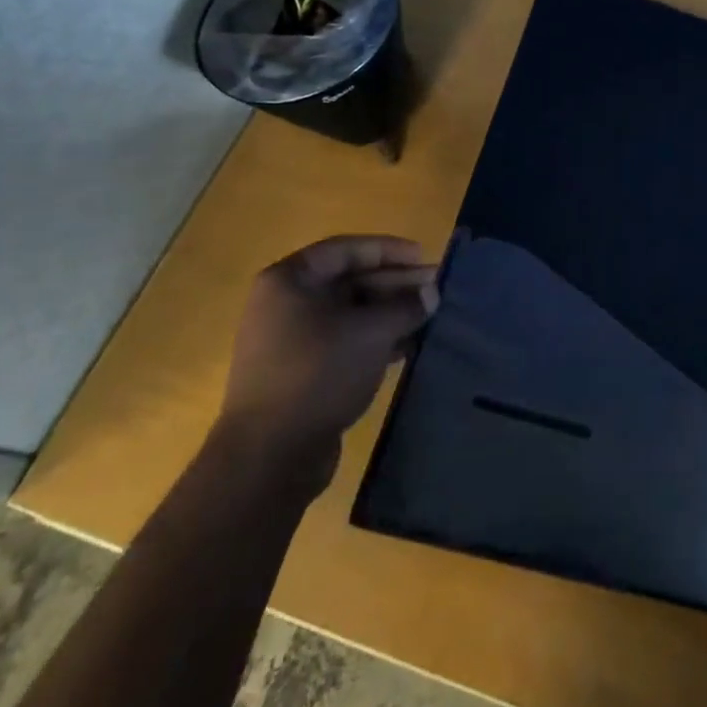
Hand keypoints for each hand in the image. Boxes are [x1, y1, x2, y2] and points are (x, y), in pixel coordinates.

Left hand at [212, 235, 438, 501]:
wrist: (270, 457)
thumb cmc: (319, 372)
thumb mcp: (371, 331)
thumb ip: (405, 306)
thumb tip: (431, 293)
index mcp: (289, 281)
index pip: (346, 250)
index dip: (389, 250)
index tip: (425, 257)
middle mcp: (285, 305)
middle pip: (349, 282)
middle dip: (395, 284)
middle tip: (436, 289)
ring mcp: (291, 341)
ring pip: (350, 314)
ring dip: (390, 313)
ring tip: (430, 316)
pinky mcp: (301, 373)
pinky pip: (345, 342)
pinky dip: (376, 340)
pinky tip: (409, 346)